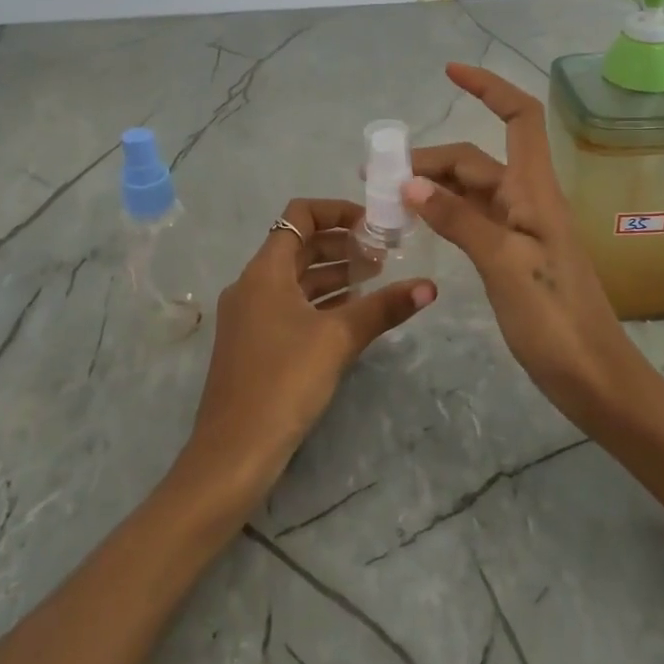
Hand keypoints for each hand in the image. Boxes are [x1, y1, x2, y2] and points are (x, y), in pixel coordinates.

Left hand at [180, 198, 434, 507]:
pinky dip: (320, 301)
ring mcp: (250, 315)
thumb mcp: (338, 339)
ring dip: (334, 274)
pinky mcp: (254, 343)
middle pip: (299, 245)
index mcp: (265, 270)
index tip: (374, 225)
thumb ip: (383, 308)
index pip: (300, 215)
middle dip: (342, 245)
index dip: (337, 211)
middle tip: (385, 255)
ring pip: (296, 278)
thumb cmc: (284, 381)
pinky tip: (351, 313)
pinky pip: (290, 305)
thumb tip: (430, 286)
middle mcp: (252, 284)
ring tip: (377, 279)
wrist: (233, 451)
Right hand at [405, 64, 639, 423]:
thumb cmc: (555, 318)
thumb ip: (459, 220)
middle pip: (476, 160)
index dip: (488, 88)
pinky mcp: (511, 256)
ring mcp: (520, 229)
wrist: (592, 377)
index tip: (449, 72)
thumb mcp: (504, 264)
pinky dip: (443, 214)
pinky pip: (471, 220)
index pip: (519, 118)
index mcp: (535, 191)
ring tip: (386, 198)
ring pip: (470, 191)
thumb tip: (410, 184)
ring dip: (431, 187)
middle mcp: (527, 201)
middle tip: (376, 175)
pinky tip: (417, 223)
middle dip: (429, 158)